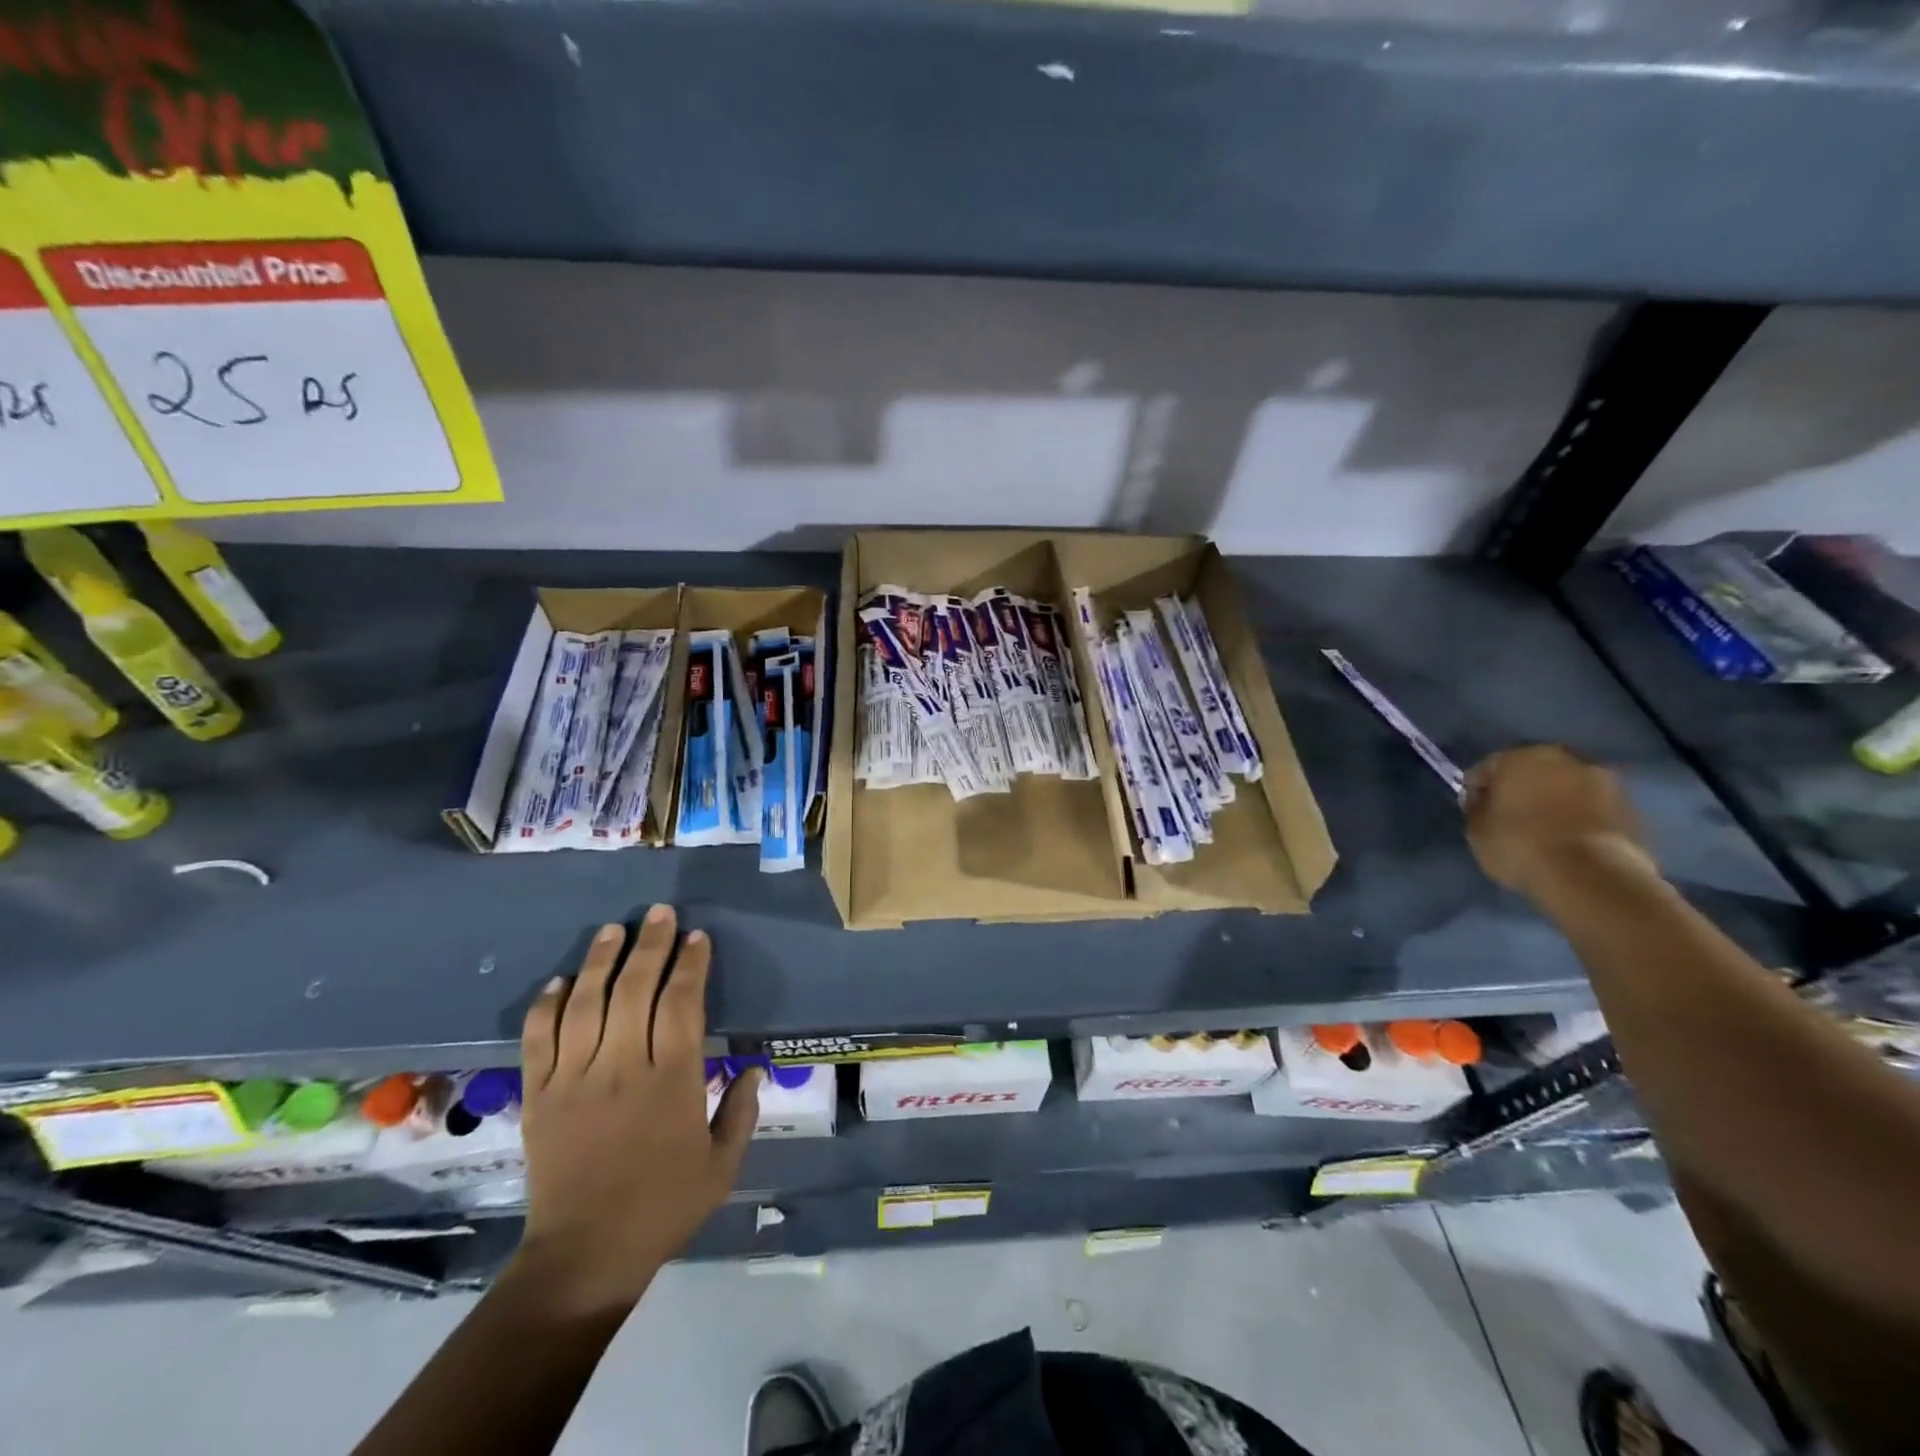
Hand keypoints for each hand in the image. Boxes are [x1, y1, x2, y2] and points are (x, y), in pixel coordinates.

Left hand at [510, 905, 759, 1315]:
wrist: (584, 1256)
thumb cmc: (663, 1207)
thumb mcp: (722, 1165)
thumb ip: (742, 1111)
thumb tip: (754, 1066)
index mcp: (671, 1080)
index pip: (681, 1004)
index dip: (690, 965)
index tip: (697, 938)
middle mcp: (622, 1067)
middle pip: (635, 989)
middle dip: (650, 945)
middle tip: (659, 913)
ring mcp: (575, 1079)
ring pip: (586, 1004)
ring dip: (600, 961)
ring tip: (613, 930)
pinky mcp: (539, 1096)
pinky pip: (539, 1040)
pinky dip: (547, 1006)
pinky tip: (560, 982)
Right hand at [1464, 745, 1654, 897]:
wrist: (1592, 878)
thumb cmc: (1520, 846)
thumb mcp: (1476, 830)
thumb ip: (1479, 808)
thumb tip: (1486, 801)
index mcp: (1521, 757)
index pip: (1487, 768)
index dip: (1477, 791)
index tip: (1474, 813)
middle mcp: (1565, 759)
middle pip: (1533, 772)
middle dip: (1521, 790)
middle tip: (1511, 818)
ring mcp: (1606, 782)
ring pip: (1567, 788)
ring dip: (1555, 802)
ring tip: (1545, 831)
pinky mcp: (1632, 808)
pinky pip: (1593, 808)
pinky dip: (1581, 818)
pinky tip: (1571, 841)